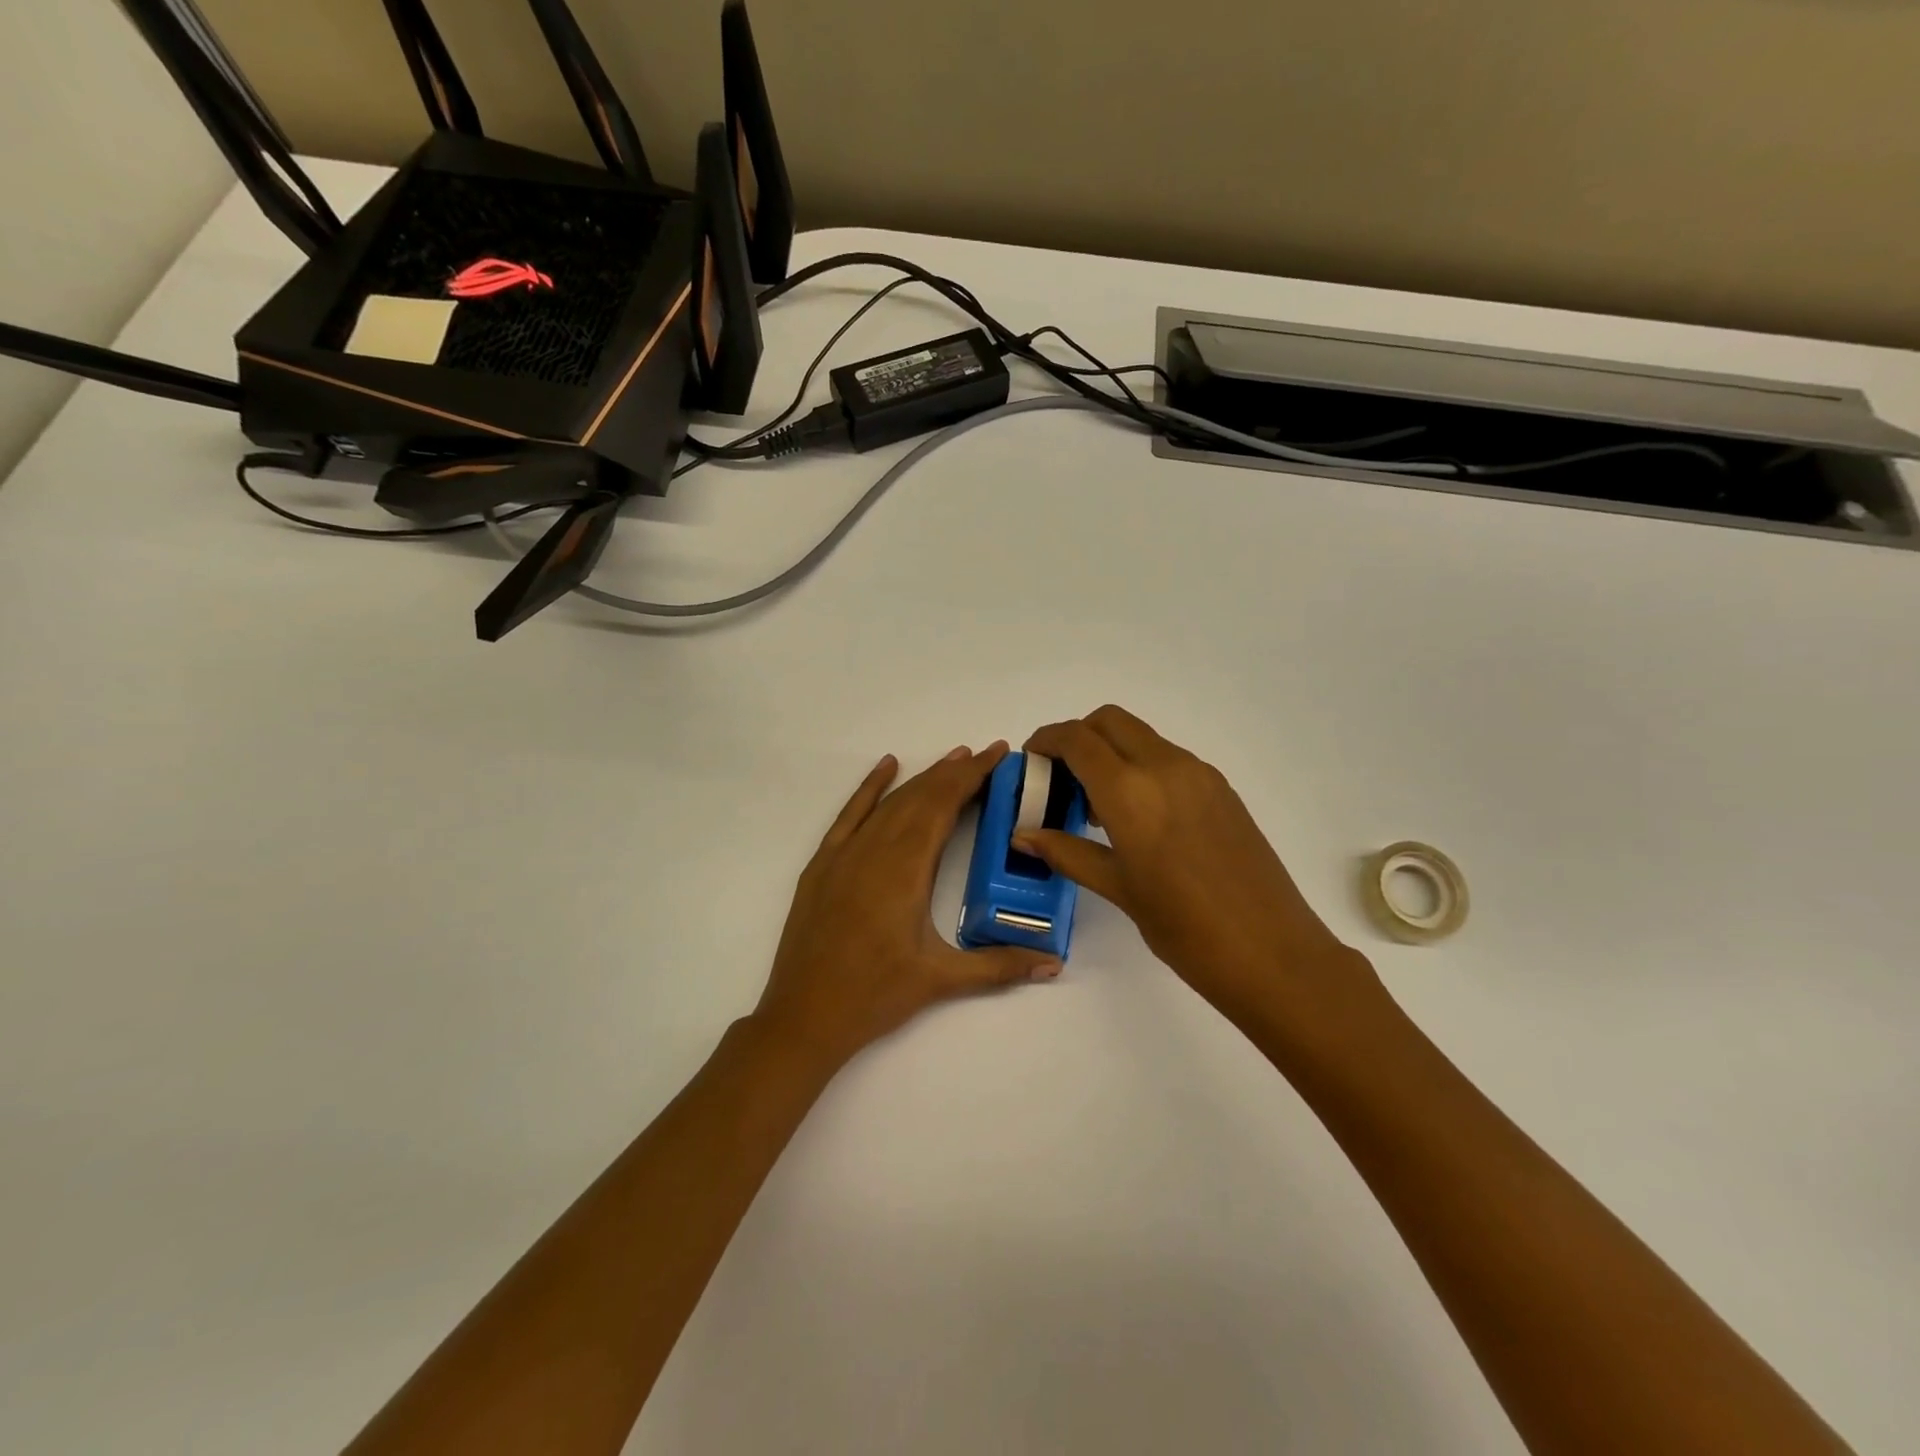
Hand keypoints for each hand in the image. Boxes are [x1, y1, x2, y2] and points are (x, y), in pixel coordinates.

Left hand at [753, 743, 1061, 1069]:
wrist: (804, 1016)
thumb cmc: (875, 995)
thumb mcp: (941, 979)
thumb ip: (1000, 966)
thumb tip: (1055, 964)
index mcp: (905, 868)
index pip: (943, 805)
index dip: (972, 776)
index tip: (997, 754)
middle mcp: (874, 849)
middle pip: (920, 796)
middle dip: (955, 772)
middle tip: (987, 754)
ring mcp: (844, 854)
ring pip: (890, 802)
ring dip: (922, 778)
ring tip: (954, 759)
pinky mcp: (823, 864)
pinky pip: (850, 814)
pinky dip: (870, 787)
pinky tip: (886, 767)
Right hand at [1016, 706, 1383, 1035]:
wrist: (1273, 953)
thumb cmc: (1185, 928)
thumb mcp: (1118, 889)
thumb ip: (1067, 852)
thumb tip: (1022, 836)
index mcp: (1131, 791)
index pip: (1078, 739)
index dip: (1047, 740)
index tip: (1031, 760)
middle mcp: (1165, 767)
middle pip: (1110, 721)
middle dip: (1078, 736)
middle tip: (1061, 777)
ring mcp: (1199, 774)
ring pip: (1141, 737)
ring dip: (1111, 752)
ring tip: (1097, 806)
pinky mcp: (1221, 789)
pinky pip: (1168, 758)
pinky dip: (1140, 767)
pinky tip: (1138, 817)